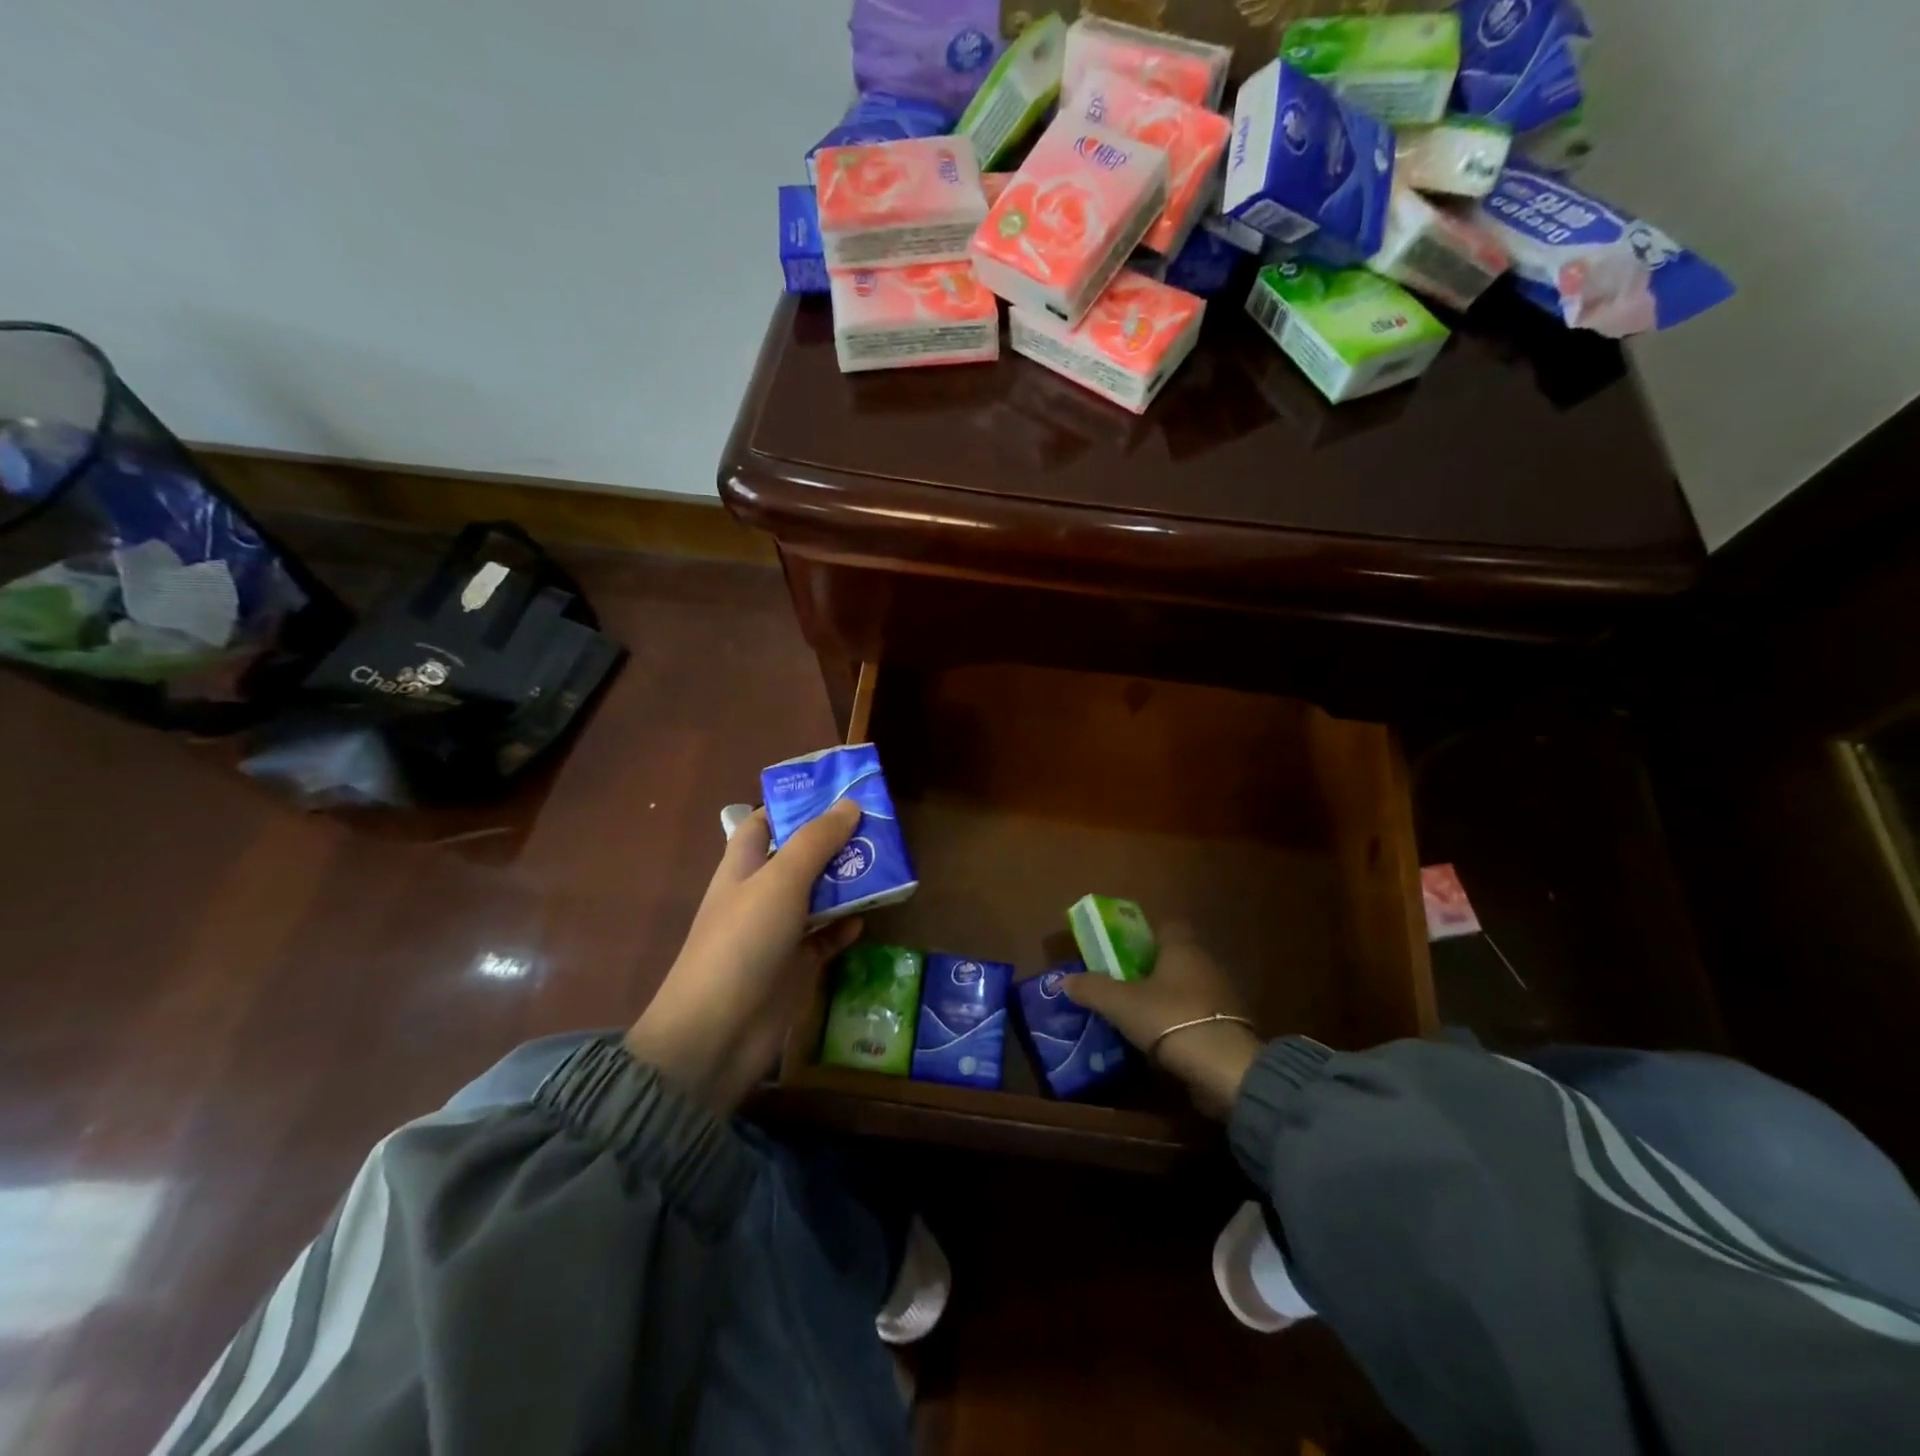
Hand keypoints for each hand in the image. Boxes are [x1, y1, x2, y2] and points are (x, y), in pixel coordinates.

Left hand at [625, 800, 863, 1111]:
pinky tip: (867, 919)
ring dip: (847, 882)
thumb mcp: (781, 881)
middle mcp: (761, 893)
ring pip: (819, 896)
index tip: (838, 793)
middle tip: (879, 828)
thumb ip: (816, 841)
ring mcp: (778, 931)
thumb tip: (851, 804)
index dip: (796, 805)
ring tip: (886, 865)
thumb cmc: (743, 942)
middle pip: (801, 857)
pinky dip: (845, 927)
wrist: (718, 1033)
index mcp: (745, 866)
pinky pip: (826, 937)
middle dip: (836, 842)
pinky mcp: (796, 965)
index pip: (766, 822)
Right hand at [1064, 926, 1263, 1119]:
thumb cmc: (1170, 1019)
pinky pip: (1200, 1017)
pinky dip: (1182, 1025)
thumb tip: (1064, 980)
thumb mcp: (1120, 1003)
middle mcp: (1206, 963)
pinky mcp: (1231, 1028)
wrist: (1226, 1068)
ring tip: (1138, 1019)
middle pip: (1175, 959)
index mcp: (1181, 947)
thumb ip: (1092, 988)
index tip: (1121, 955)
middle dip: (1151, 972)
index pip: (1165, 927)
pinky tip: (1163, 1043)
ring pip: (1187, 989)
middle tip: (1122, 989)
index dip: (1143, 937)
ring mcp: (1223, 997)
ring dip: (1167, 1001)